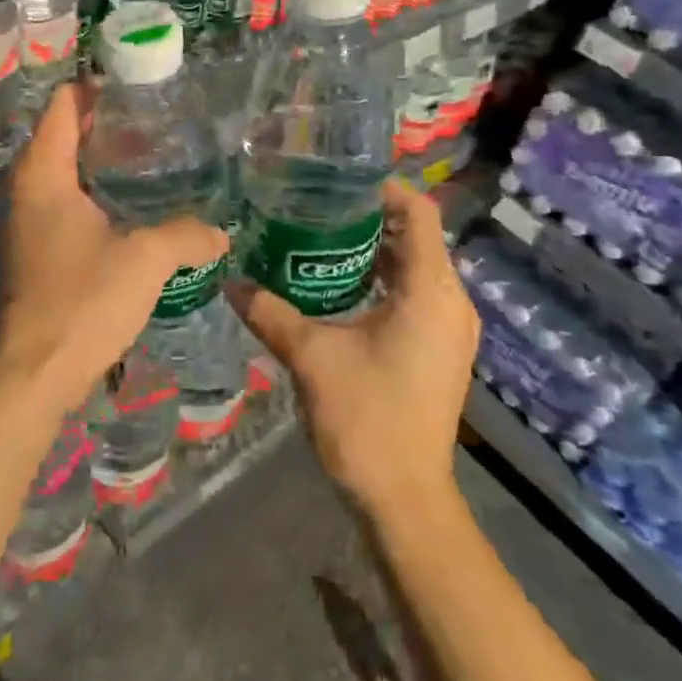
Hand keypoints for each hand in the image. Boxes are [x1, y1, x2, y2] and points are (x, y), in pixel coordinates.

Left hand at [0, 83, 229, 426]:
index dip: (96, 88)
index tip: (136, 86)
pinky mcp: (24, 253)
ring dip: (96, 165)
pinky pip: (58, 206)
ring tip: (147, 164)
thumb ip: (186, 235)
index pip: (62, 105)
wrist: (29, 376)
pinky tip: (124, 213)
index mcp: (41, 174)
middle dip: (104, 126)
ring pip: (59, 174)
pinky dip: (87, 197)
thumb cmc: (81, 303)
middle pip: (60, 136)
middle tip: (154, 125)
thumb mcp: (145, 260)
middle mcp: (20, 189)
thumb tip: (219, 232)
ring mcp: (18, 222)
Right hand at [227, 179, 479, 520]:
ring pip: (417, 266)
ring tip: (320, 238)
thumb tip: (229, 281)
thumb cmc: (366, 418)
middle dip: (370, 218)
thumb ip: (269, 312)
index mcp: (430, 292)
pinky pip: (417, 294)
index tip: (336, 183)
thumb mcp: (310, 356)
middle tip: (315, 207)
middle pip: (418, 236)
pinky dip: (384, 279)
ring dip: (375, 250)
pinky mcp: (441, 348)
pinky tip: (340, 286)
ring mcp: (451, 328)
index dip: (383, 189)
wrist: (405, 498)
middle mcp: (452, 302)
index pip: (420, 213)